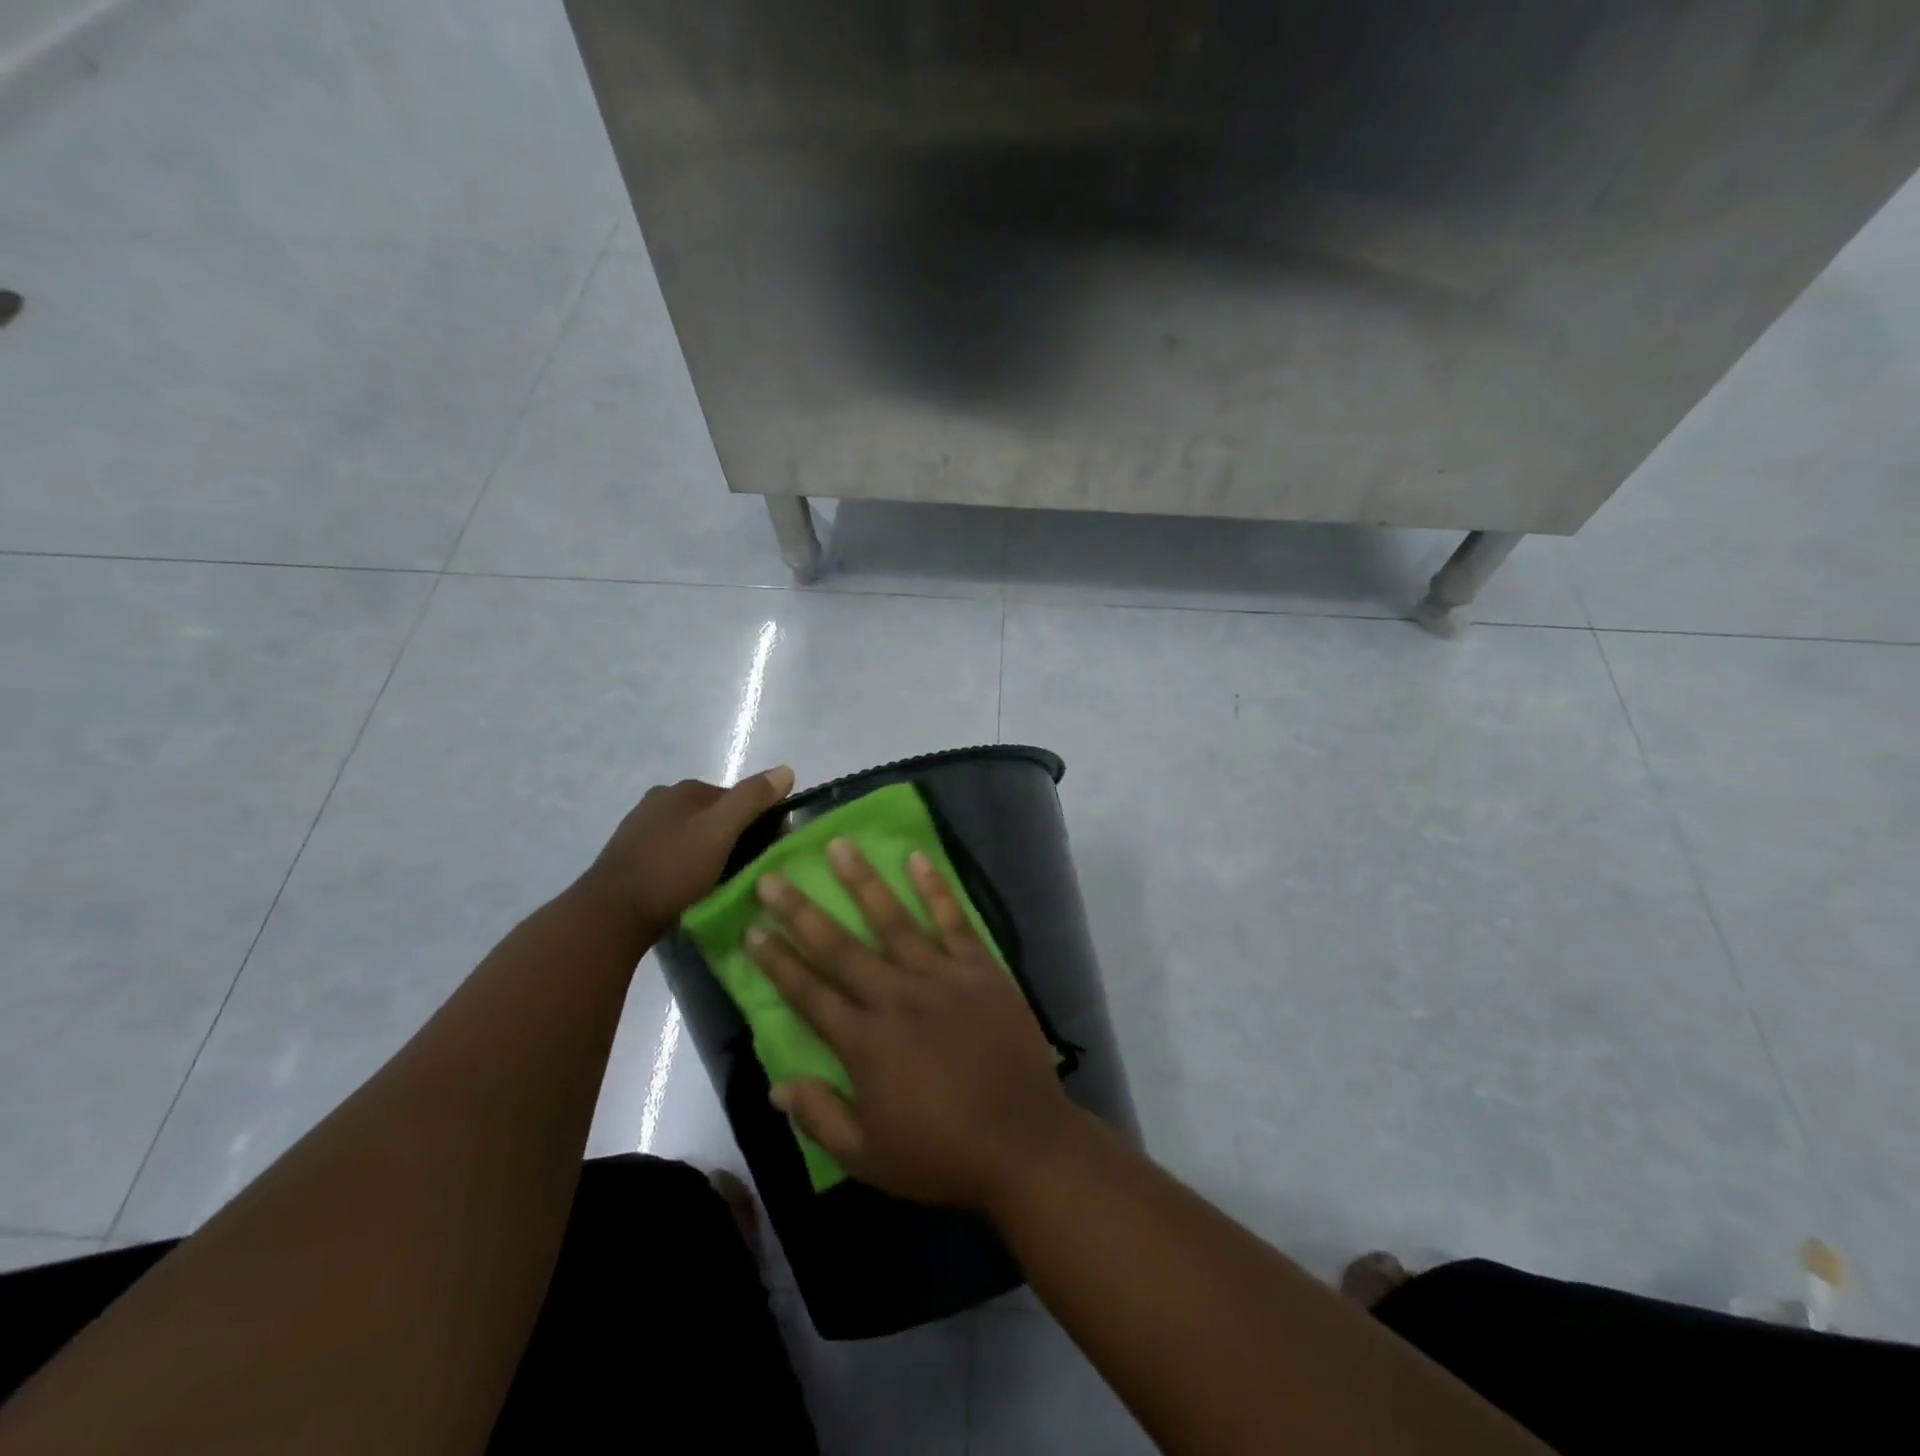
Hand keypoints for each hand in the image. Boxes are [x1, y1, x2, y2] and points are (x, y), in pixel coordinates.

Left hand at [583, 766, 794, 943]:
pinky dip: (686, 865)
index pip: (736, 796)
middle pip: (712, 815)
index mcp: (682, 790)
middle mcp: (659, 801)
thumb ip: (752, 799)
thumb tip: (786, 770)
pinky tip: (690, 887)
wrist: (610, 915)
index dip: (757, 820)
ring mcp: (640, 829)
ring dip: (708, 852)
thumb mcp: (720, 832)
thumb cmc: (671, 869)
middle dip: (731, 836)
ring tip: (720, 881)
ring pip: (691, 835)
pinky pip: (671, 854)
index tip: (768, 848)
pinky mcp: (629, 858)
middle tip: (746, 869)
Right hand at [745, 839, 1082, 1210]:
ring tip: (839, 845)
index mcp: (865, 1042)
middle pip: (840, 947)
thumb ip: (819, 1116)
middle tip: (772, 876)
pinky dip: (935, 889)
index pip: (809, 993)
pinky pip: (954, 921)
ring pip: (893, 920)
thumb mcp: (868, 1156)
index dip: (777, 961)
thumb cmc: (942, 1154)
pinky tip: (917, 858)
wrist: (1024, 1141)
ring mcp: (941, 977)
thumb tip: (776, 1084)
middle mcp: (896, 998)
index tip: (752, 929)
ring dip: (862, 882)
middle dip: (801, 911)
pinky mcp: (980, 969)